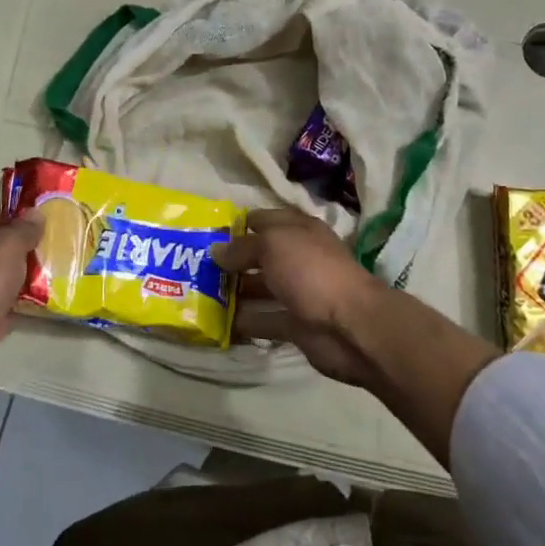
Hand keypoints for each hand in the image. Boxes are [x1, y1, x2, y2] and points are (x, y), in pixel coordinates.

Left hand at [0, 209, 43, 342]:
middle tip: (40, 260)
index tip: (38, 232)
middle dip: (15, 255)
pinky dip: (2, 305)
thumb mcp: (10, 245)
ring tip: (36, 285)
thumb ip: (25, 228)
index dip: (16, 222)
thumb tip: (35, 212)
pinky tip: (20, 307)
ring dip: (10, 282)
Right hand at [213, 208, 394, 387]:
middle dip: (231, 260)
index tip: (206, 234)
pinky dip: (244, 322)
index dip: (237, 225)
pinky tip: (217, 323)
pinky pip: (264, 320)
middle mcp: (298, 258)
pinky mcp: (295, 324)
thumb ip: (242, 247)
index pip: (263, 220)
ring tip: (199, 295)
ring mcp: (298, 292)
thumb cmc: (311, 271)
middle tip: (194, 267)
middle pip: (259, 255)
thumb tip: (216, 251)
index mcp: (298, 230)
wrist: (350, 325)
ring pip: (260, 288)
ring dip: (234, 292)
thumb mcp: (272, 245)